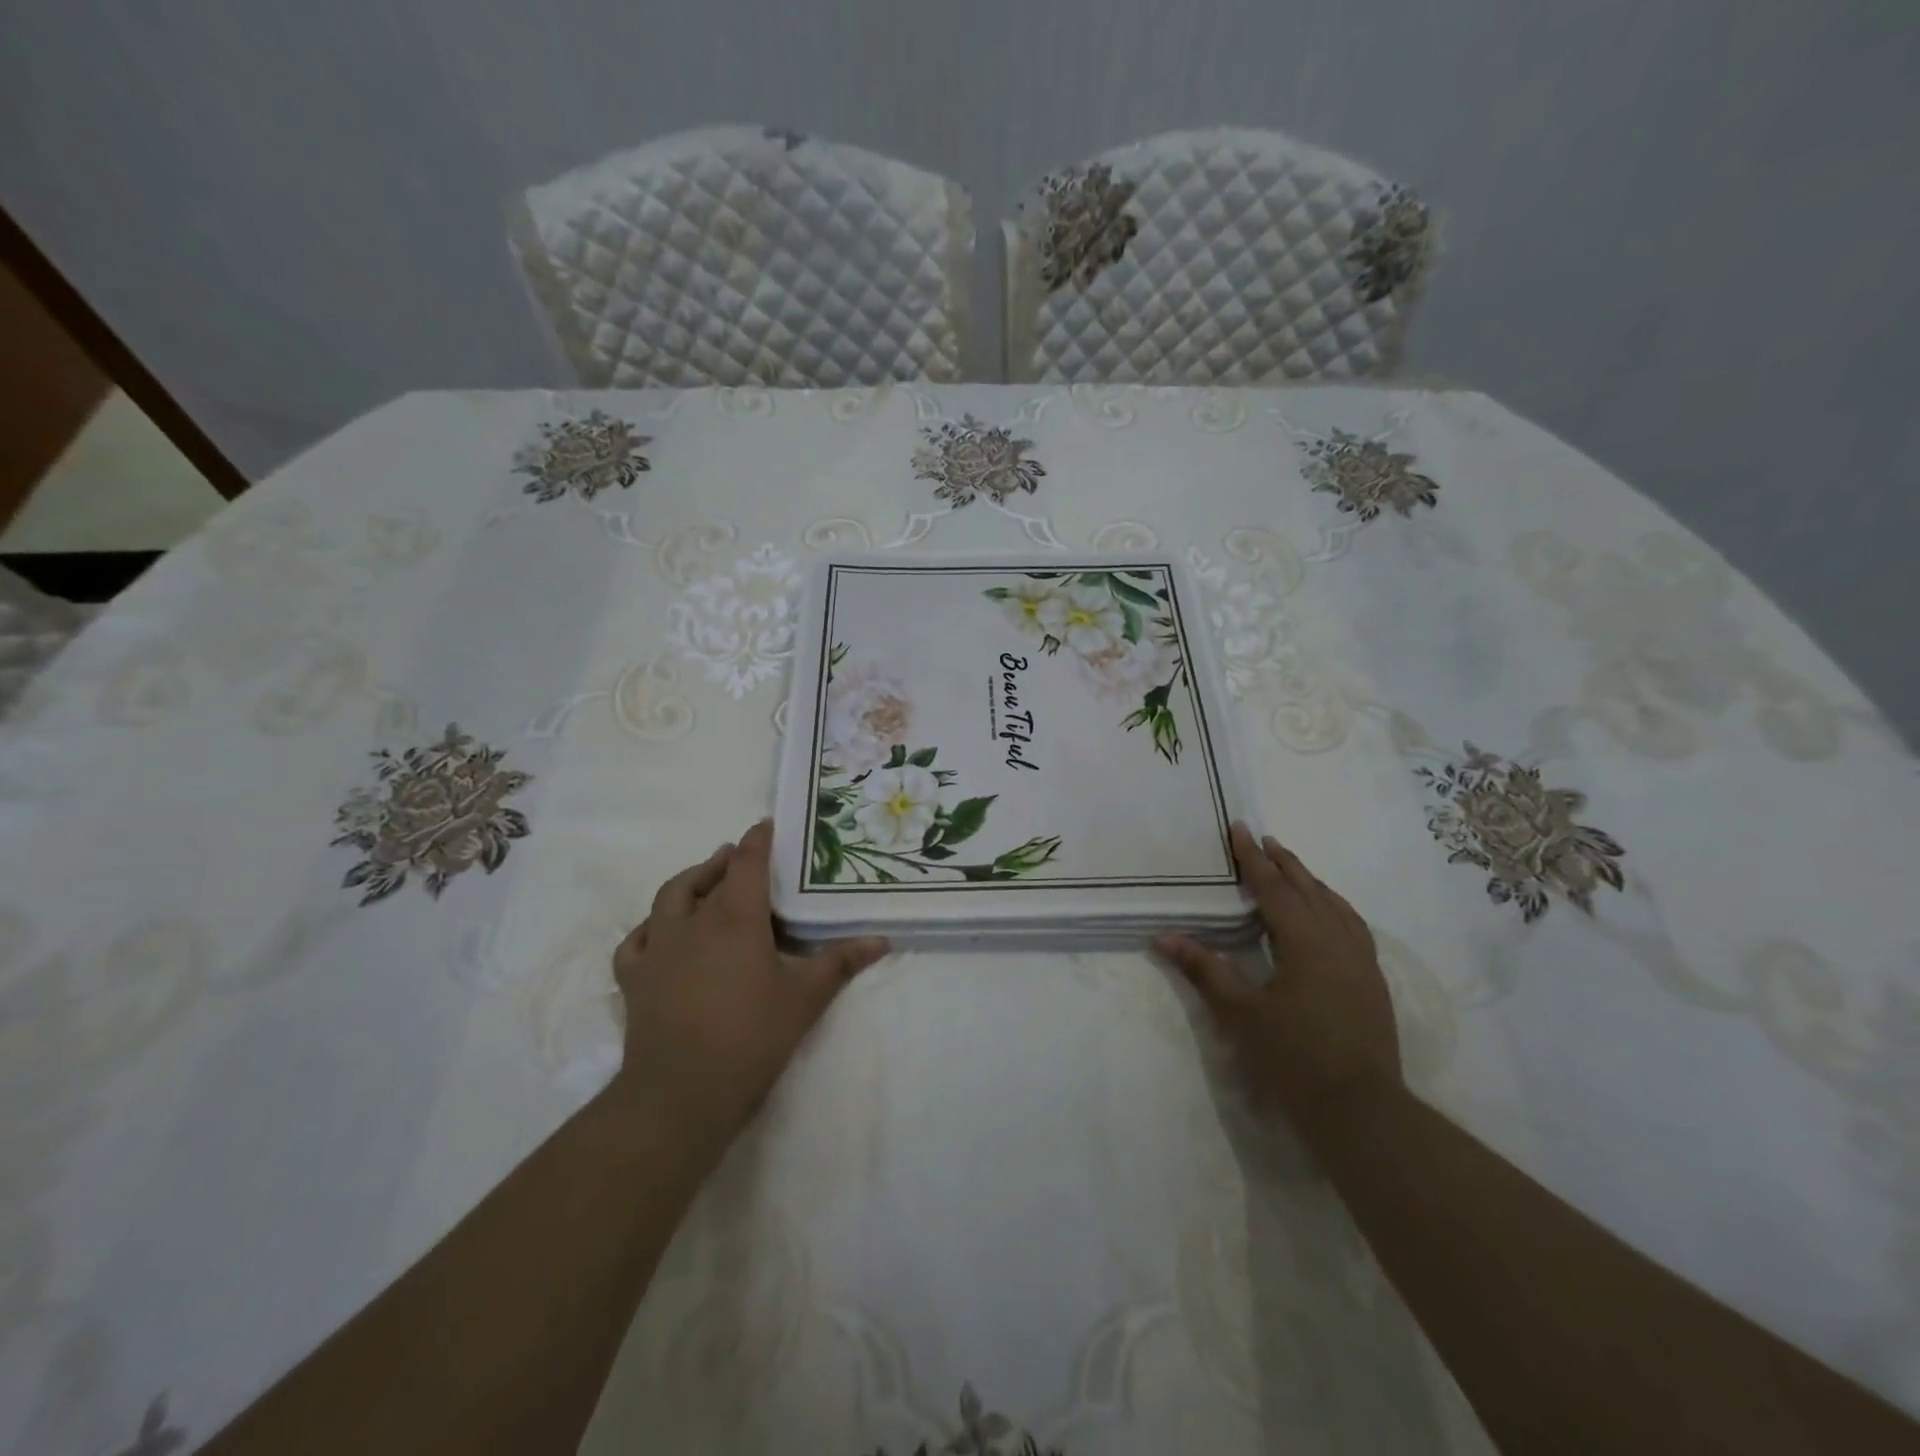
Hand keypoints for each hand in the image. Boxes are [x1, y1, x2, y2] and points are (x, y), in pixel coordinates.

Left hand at [609, 819, 888, 1143]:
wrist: (681, 1092)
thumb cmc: (751, 1037)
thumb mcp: (805, 998)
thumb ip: (841, 963)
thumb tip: (881, 939)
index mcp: (736, 918)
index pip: (747, 864)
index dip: (757, 841)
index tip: (765, 825)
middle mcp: (694, 922)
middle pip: (709, 876)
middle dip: (726, 860)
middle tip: (740, 856)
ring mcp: (659, 948)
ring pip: (670, 898)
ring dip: (690, 882)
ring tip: (704, 879)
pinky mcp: (635, 977)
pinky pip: (637, 939)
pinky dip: (651, 927)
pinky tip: (660, 933)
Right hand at [1155, 822, 1401, 1143]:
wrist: (1361, 1111)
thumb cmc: (1293, 1059)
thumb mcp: (1240, 1014)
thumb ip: (1204, 970)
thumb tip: (1164, 936)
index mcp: (1306, 942)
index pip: (1274, 888)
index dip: (1252, 859)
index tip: (1239, 829)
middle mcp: (1338, 941)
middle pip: (1309, 890)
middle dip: (1284, 863)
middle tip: (1263, 840)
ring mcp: (1362, 962)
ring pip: (1336, 906)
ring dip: (1311, 883)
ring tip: (1293, 869)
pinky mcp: (1372, 982)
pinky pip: (1353, 926)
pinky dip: (1334, 907)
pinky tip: (1329, 916)